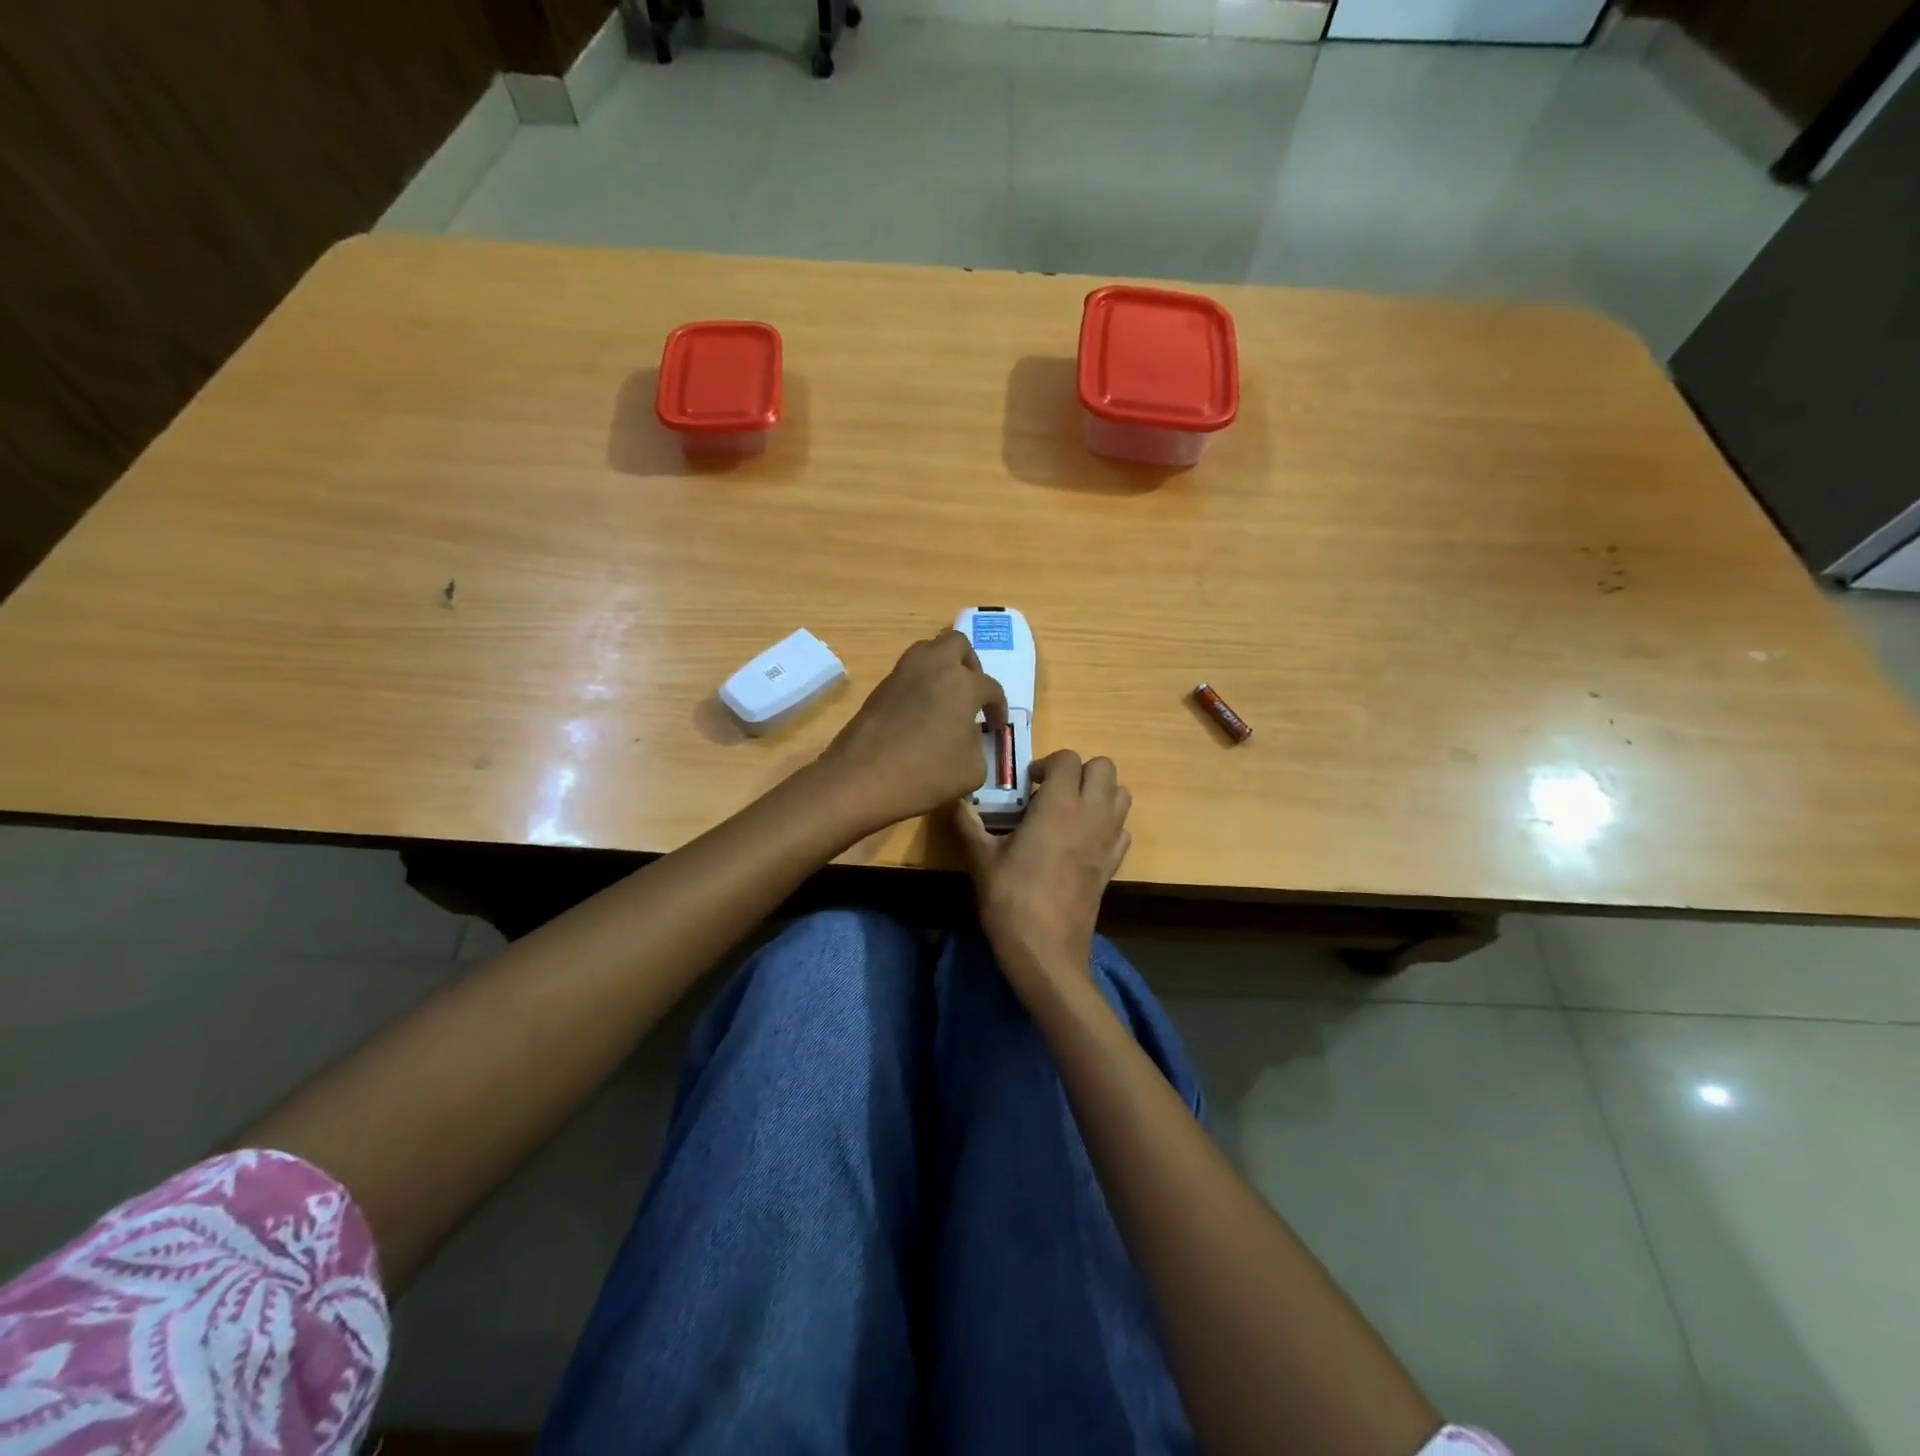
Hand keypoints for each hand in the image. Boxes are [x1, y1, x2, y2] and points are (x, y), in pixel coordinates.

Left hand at [818, 629, 1006, 832]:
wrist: (860, 779)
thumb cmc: (925, 775)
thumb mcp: (972, 771)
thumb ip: (977, 746)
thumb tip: (967, 737)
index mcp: (963, 683)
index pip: (991, 687)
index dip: (998, 708)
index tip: (995, 727)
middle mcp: (934, 667)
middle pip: (958, 644)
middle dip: (970, 664)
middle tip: (972, 692)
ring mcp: (902, 674)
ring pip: (928, 651)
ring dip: (942, 667)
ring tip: (946, 698)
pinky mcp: (880, 687)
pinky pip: (908, 673)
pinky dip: (920, 684)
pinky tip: (920, 713)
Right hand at [955, 750, 1131, 994]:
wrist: (1046, 950)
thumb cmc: (1011, 899)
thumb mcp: (981, 859)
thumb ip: (969, 824)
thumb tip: (956, 802)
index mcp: (1059, 805)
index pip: (1067, 758)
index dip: (1047, 764)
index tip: (1028, 784)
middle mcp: (1091, 814)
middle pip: (1105, 768)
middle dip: (1079, 771)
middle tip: (1051, 792)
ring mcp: (1108, 840)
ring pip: (1120, 795)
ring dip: (1098, 793)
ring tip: (1069, 812)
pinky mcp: (1113, 864)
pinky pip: (1122, 829)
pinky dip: (1107, 825)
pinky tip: (1082, 841)